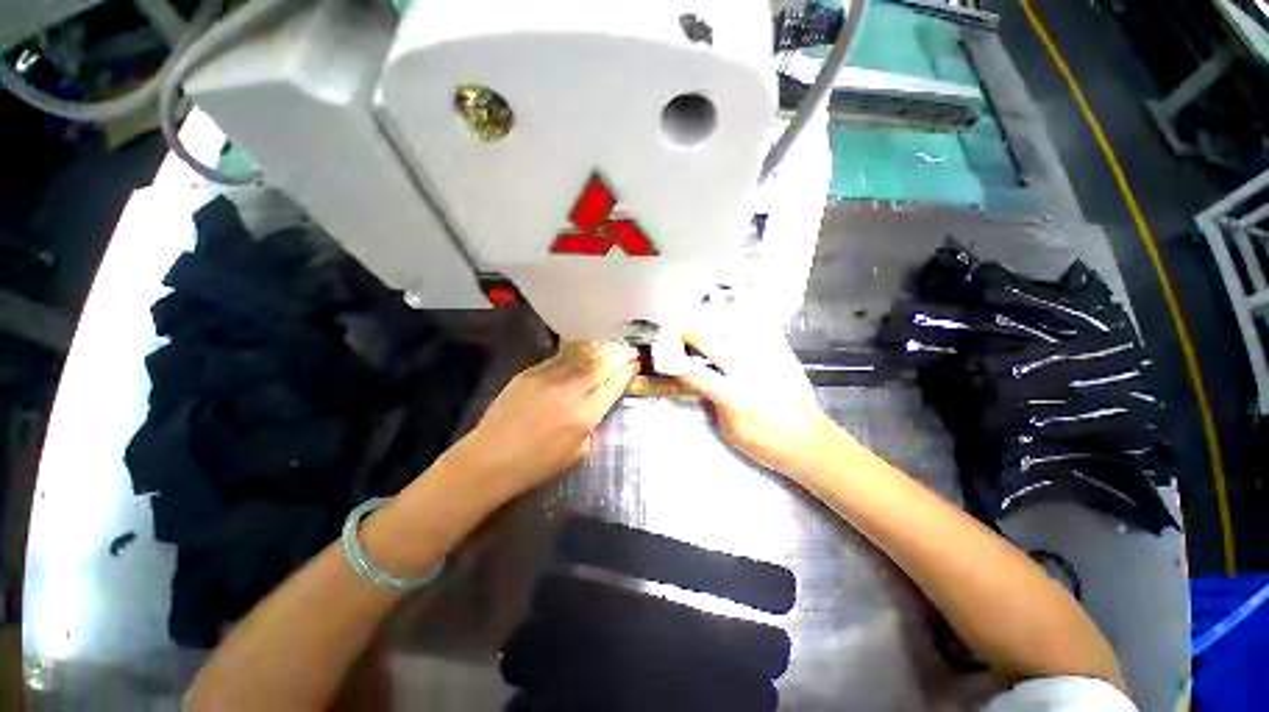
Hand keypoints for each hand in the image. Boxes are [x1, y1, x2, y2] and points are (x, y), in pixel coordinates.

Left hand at [451, 342, 638, 500]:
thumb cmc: (537, 464)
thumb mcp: (577, 452)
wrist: (491, 458)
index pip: (613, 385)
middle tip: (629, 349)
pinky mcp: (531, 372)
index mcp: (585, 415)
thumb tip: (600, 402)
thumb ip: (593, 424)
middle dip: (620, 354)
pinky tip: (584, 349)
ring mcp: (549, 377)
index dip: (627, 373)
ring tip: (612, 344)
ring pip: (582, 354)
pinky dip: (577, 351)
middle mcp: (570, 391)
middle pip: (602, 364)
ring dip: (601, 348)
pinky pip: (560, 357)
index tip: (636, 364)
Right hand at [676, 329, 840, 480]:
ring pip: (734, 330)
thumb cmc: (767, 444)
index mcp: (731, 395)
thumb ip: (713, 404)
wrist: (812, 442)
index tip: (665, 356)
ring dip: (713, 325)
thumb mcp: (729, 431)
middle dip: (688, 331)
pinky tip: (737, 326)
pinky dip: (745, 327)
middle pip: (710, 341)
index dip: (674, 363)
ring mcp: (767, 359)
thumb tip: (704, 385)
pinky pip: (761, 331)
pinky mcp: (783, 355)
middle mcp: (746, 370)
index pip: (692, 372)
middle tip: (677, 328)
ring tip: (703, 322)